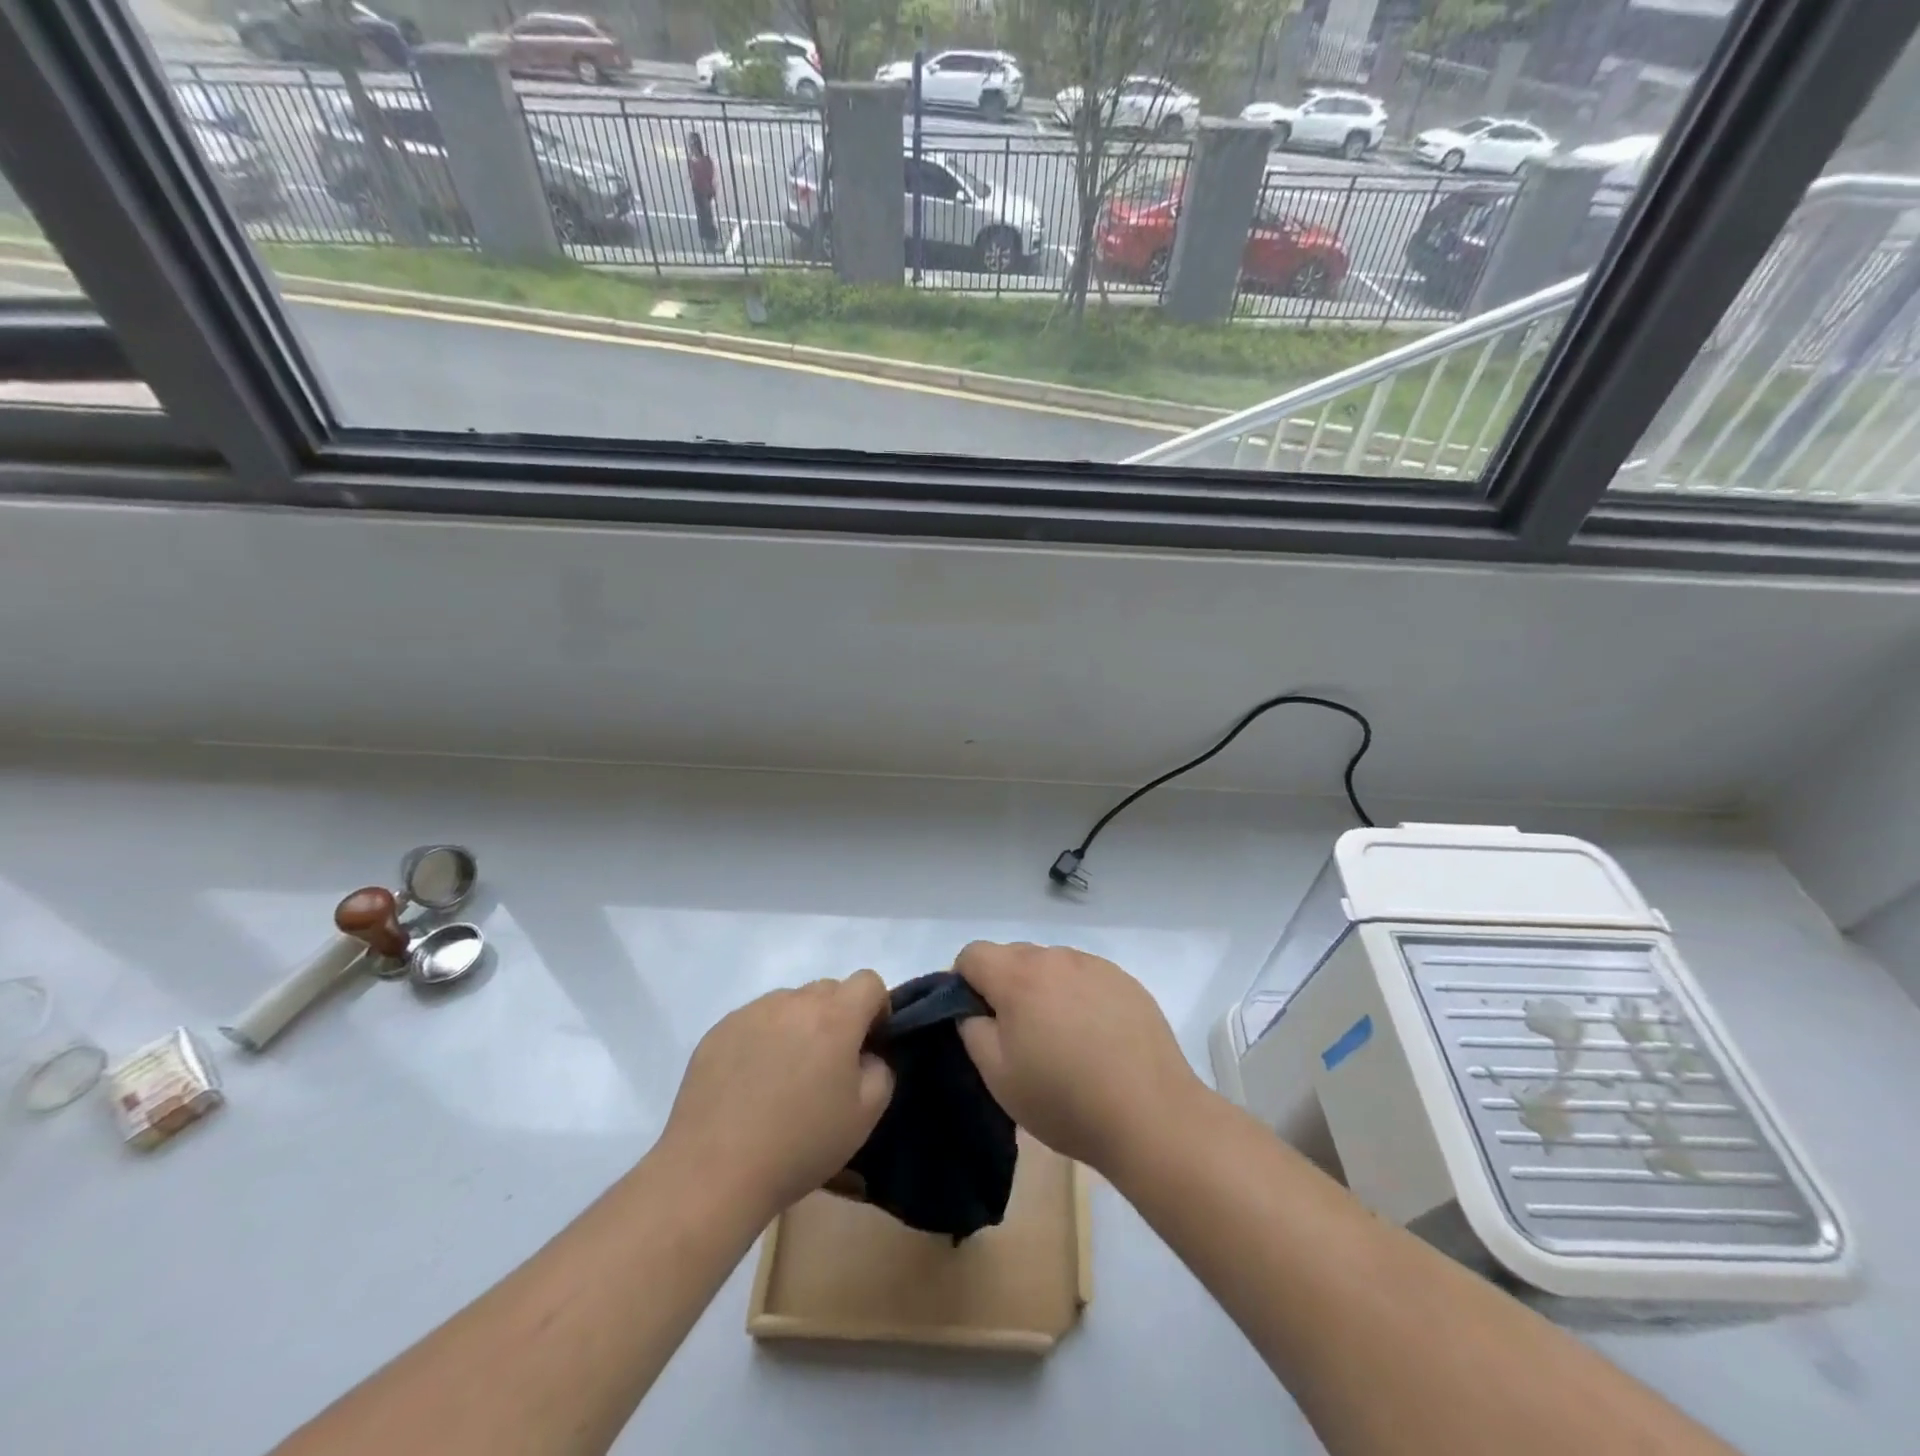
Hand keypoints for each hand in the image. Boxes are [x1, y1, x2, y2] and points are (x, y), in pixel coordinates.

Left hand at [658, 972, 894, 1221]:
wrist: (713, 1172)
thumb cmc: (799, 1144)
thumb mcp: (865, 1116)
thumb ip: (881, 1070)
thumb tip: (866, 1055)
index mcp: (835, 1016)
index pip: (869, 982)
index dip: (876, 1009)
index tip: (868, 1046)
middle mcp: (793, 1001)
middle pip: (828, 990)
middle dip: (837, 1018)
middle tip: (826, 1068)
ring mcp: (752, 1012)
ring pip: (790, 1004)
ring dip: (798, 1027)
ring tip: (783, 1078)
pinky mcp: (719, 1030)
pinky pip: (755, 1021)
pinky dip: (762, 1040)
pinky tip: (750, 1084)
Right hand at [953, 941, 1207, 1177]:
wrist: (1151, 1115)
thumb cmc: (1064, 1100)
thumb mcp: (998, 1075)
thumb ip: (971, 1029)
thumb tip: (971, 1008)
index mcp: (1018, 975)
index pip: (972, 954)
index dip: (963, 983)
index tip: (977, 1020)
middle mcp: (1056, 957)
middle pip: (1012, 956)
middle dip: (1004, 986)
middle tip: (1018, 1036)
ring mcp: (1095, 965)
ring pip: (1050, 965)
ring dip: (1043, 989)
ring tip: (1062, 1040)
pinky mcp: (1125, 980)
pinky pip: (1085, 976)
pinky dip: (1077, 996)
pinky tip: (1095, 1038)